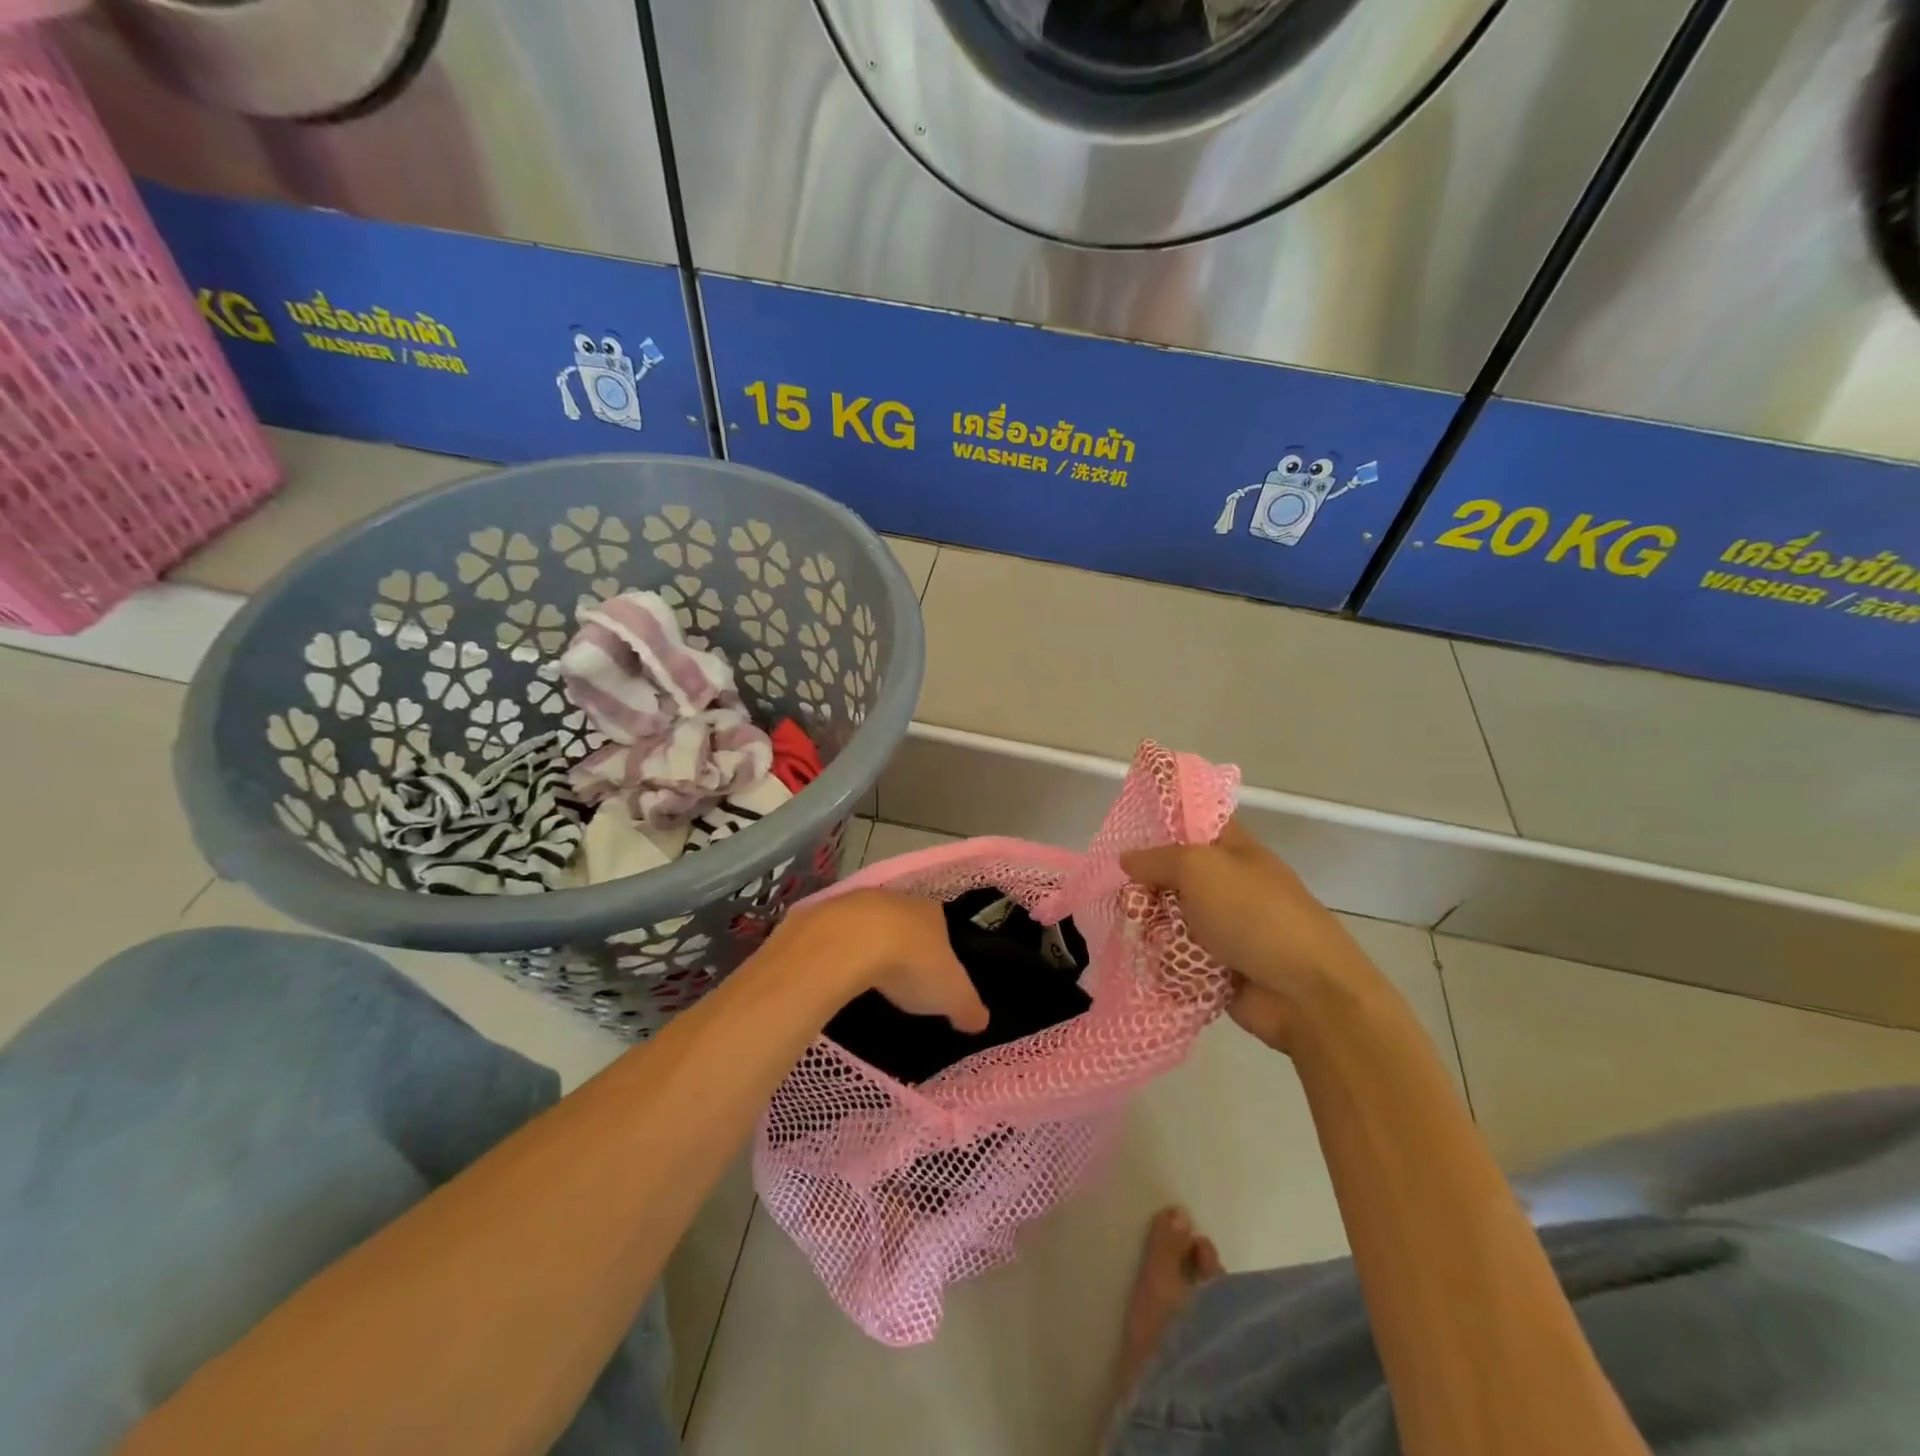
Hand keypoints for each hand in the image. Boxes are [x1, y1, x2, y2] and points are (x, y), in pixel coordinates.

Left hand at [770, 889, 989, 1033]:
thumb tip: (980, 1021)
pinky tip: (832, 973)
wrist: (848, 943)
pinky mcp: (820, 913)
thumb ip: (968, 1007)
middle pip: (902, 922)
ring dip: (865, 945)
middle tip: (899, 978)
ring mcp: (854, 902)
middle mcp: (895, 899)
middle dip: (901, 945)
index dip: (938, 949)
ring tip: (865, 979)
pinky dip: (834, 951)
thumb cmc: (911, 963)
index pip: (940, 925)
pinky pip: (832, 934)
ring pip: (865, 924)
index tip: (934, 973)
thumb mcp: (952, 995)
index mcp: (931, 911)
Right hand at [1121, 819, 1376, 1050]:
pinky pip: (1176, 958)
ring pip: (1169, 918)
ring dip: (1152, 929)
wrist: (1306, 993)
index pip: (1193, 823)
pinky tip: (1153, 966)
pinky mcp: (1217, 968)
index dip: (1162, 824)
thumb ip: (1157, 859)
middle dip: (1145, 887)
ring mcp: (1223, 928)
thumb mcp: (1199, 868)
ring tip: (1144, 939)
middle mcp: (1227, 885)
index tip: (1126, 836)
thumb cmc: (1254, 914)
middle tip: (1130, 902)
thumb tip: (1127, 859)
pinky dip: (1164, 963)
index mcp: (1232, 850)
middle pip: (1171, 876)